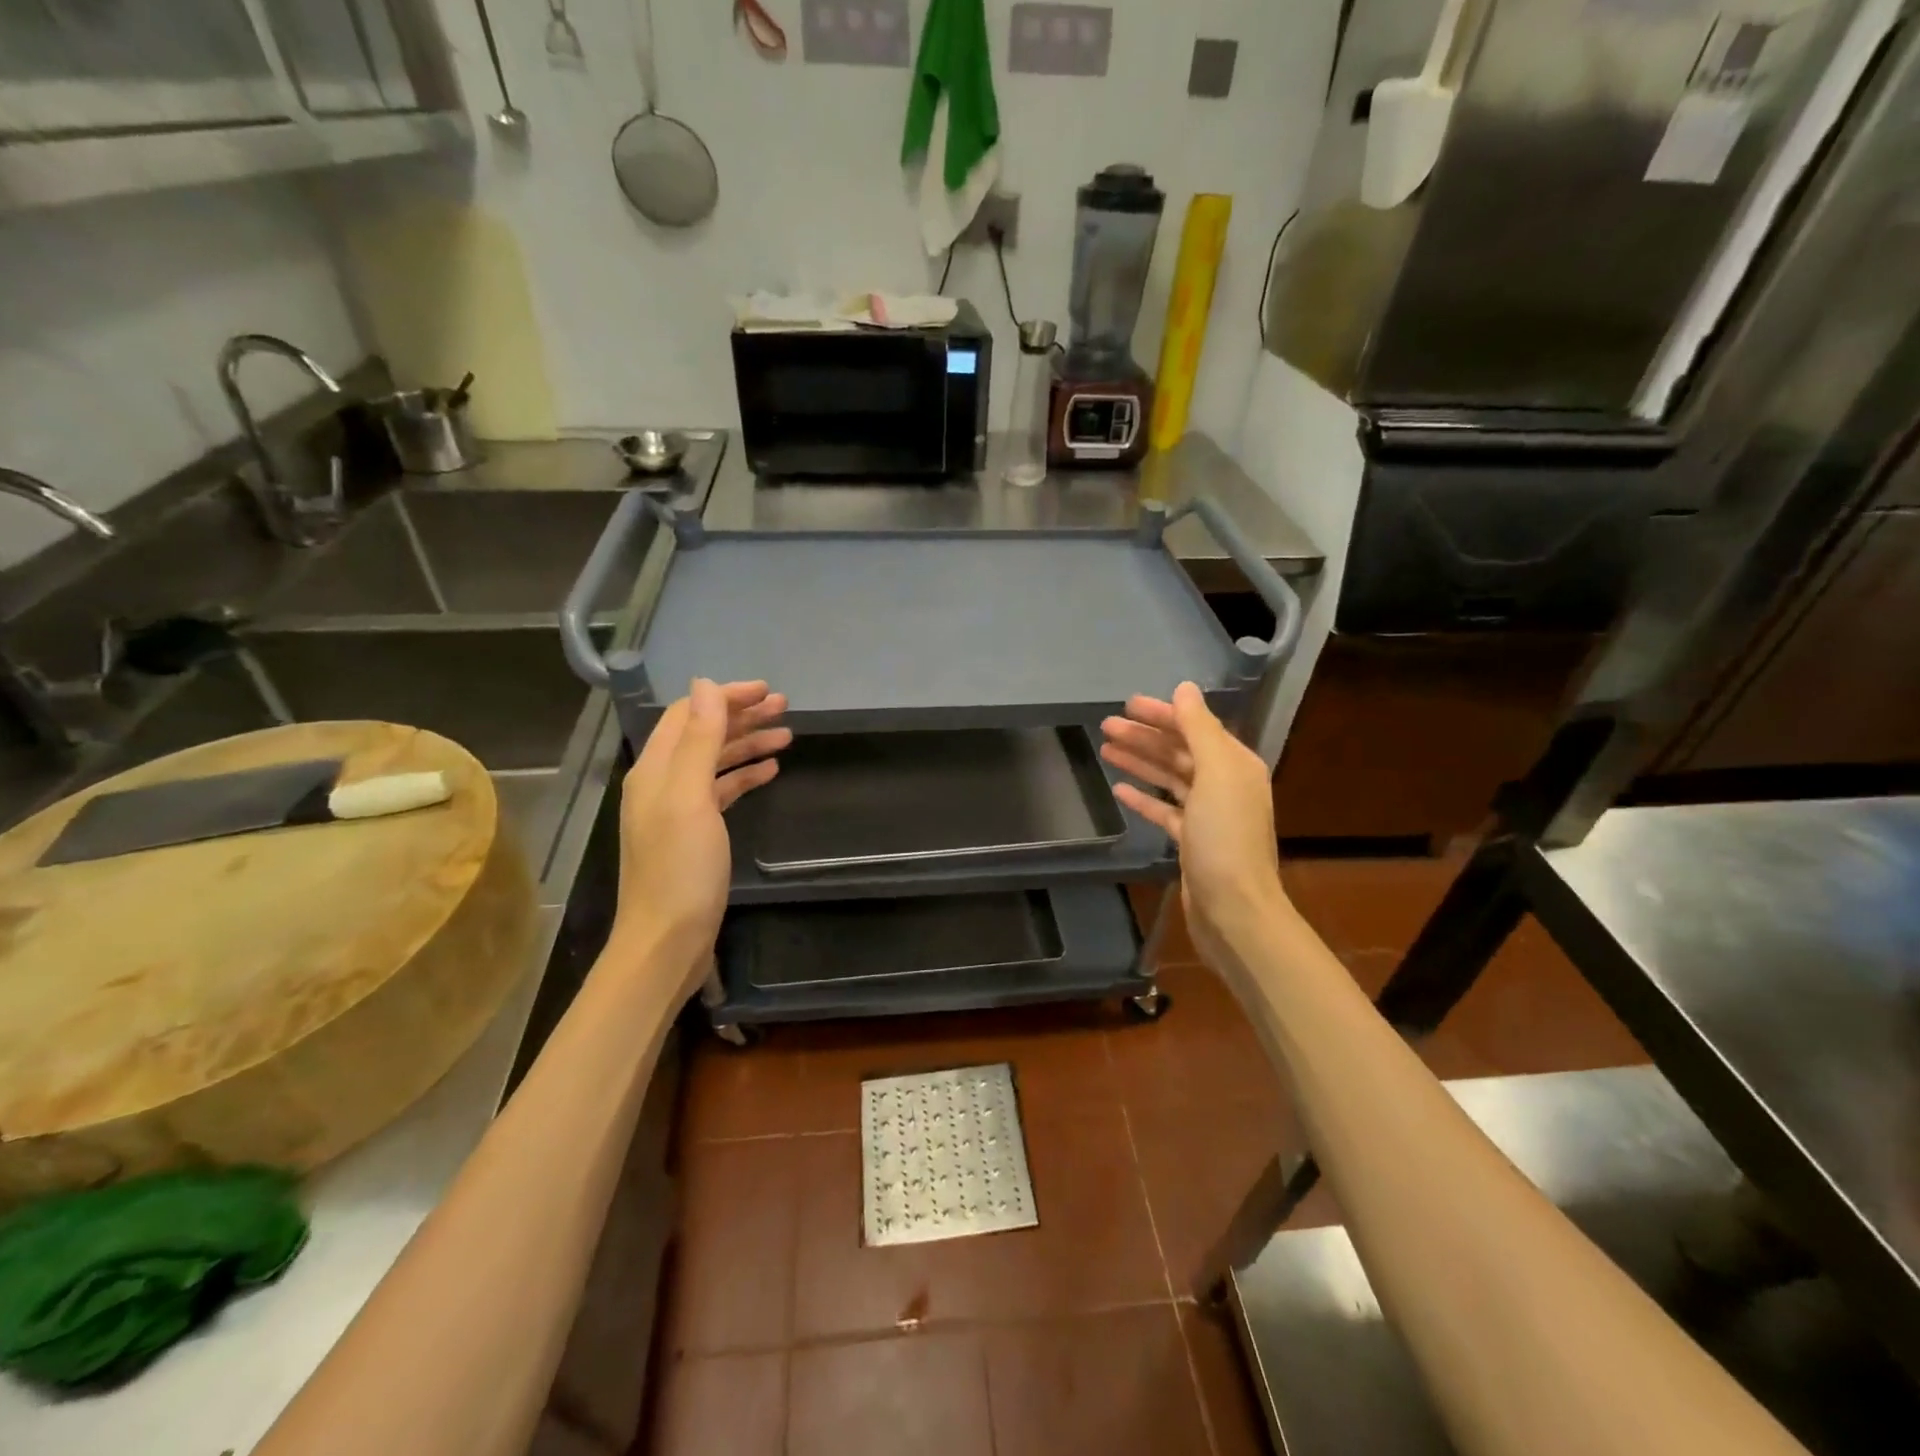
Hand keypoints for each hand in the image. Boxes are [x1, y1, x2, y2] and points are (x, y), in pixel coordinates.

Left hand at [610, 679, 789, 995]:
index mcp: (655, 769)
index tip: (766, 691)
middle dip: (742, 717)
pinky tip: (770, 771)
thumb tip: (705, 684)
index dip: (725, 697)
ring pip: (715, 762)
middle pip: (703, 735)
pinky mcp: (695, 834)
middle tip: (784, 707)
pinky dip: (744, 776)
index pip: (689, 715)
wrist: (668, 940)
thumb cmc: (680, 868)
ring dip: (747, 744)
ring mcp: (678, 810)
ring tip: (787, 735)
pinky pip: (721, 791)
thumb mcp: (691, 797)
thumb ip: (699, 740)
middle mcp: (662, 783)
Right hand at [1100, 682, 1285, 967]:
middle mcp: (1224, 784)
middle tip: (1106, 725)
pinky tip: (1119, 789)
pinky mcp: (1191, 841)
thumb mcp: (1216, 774)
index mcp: (1235, 765)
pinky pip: (1163, 810)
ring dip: (1140, 762)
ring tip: (1106, 748)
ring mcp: (1207, 815)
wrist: (1234, 910)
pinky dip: (1143, 797)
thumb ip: (1200, 729)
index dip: (1162, 714)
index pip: (1195, 728)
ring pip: (1168, 778)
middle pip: (1179, 751)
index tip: (1127, 704)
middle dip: (1145, 736)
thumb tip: (1184, 688)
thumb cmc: (1225, 837)